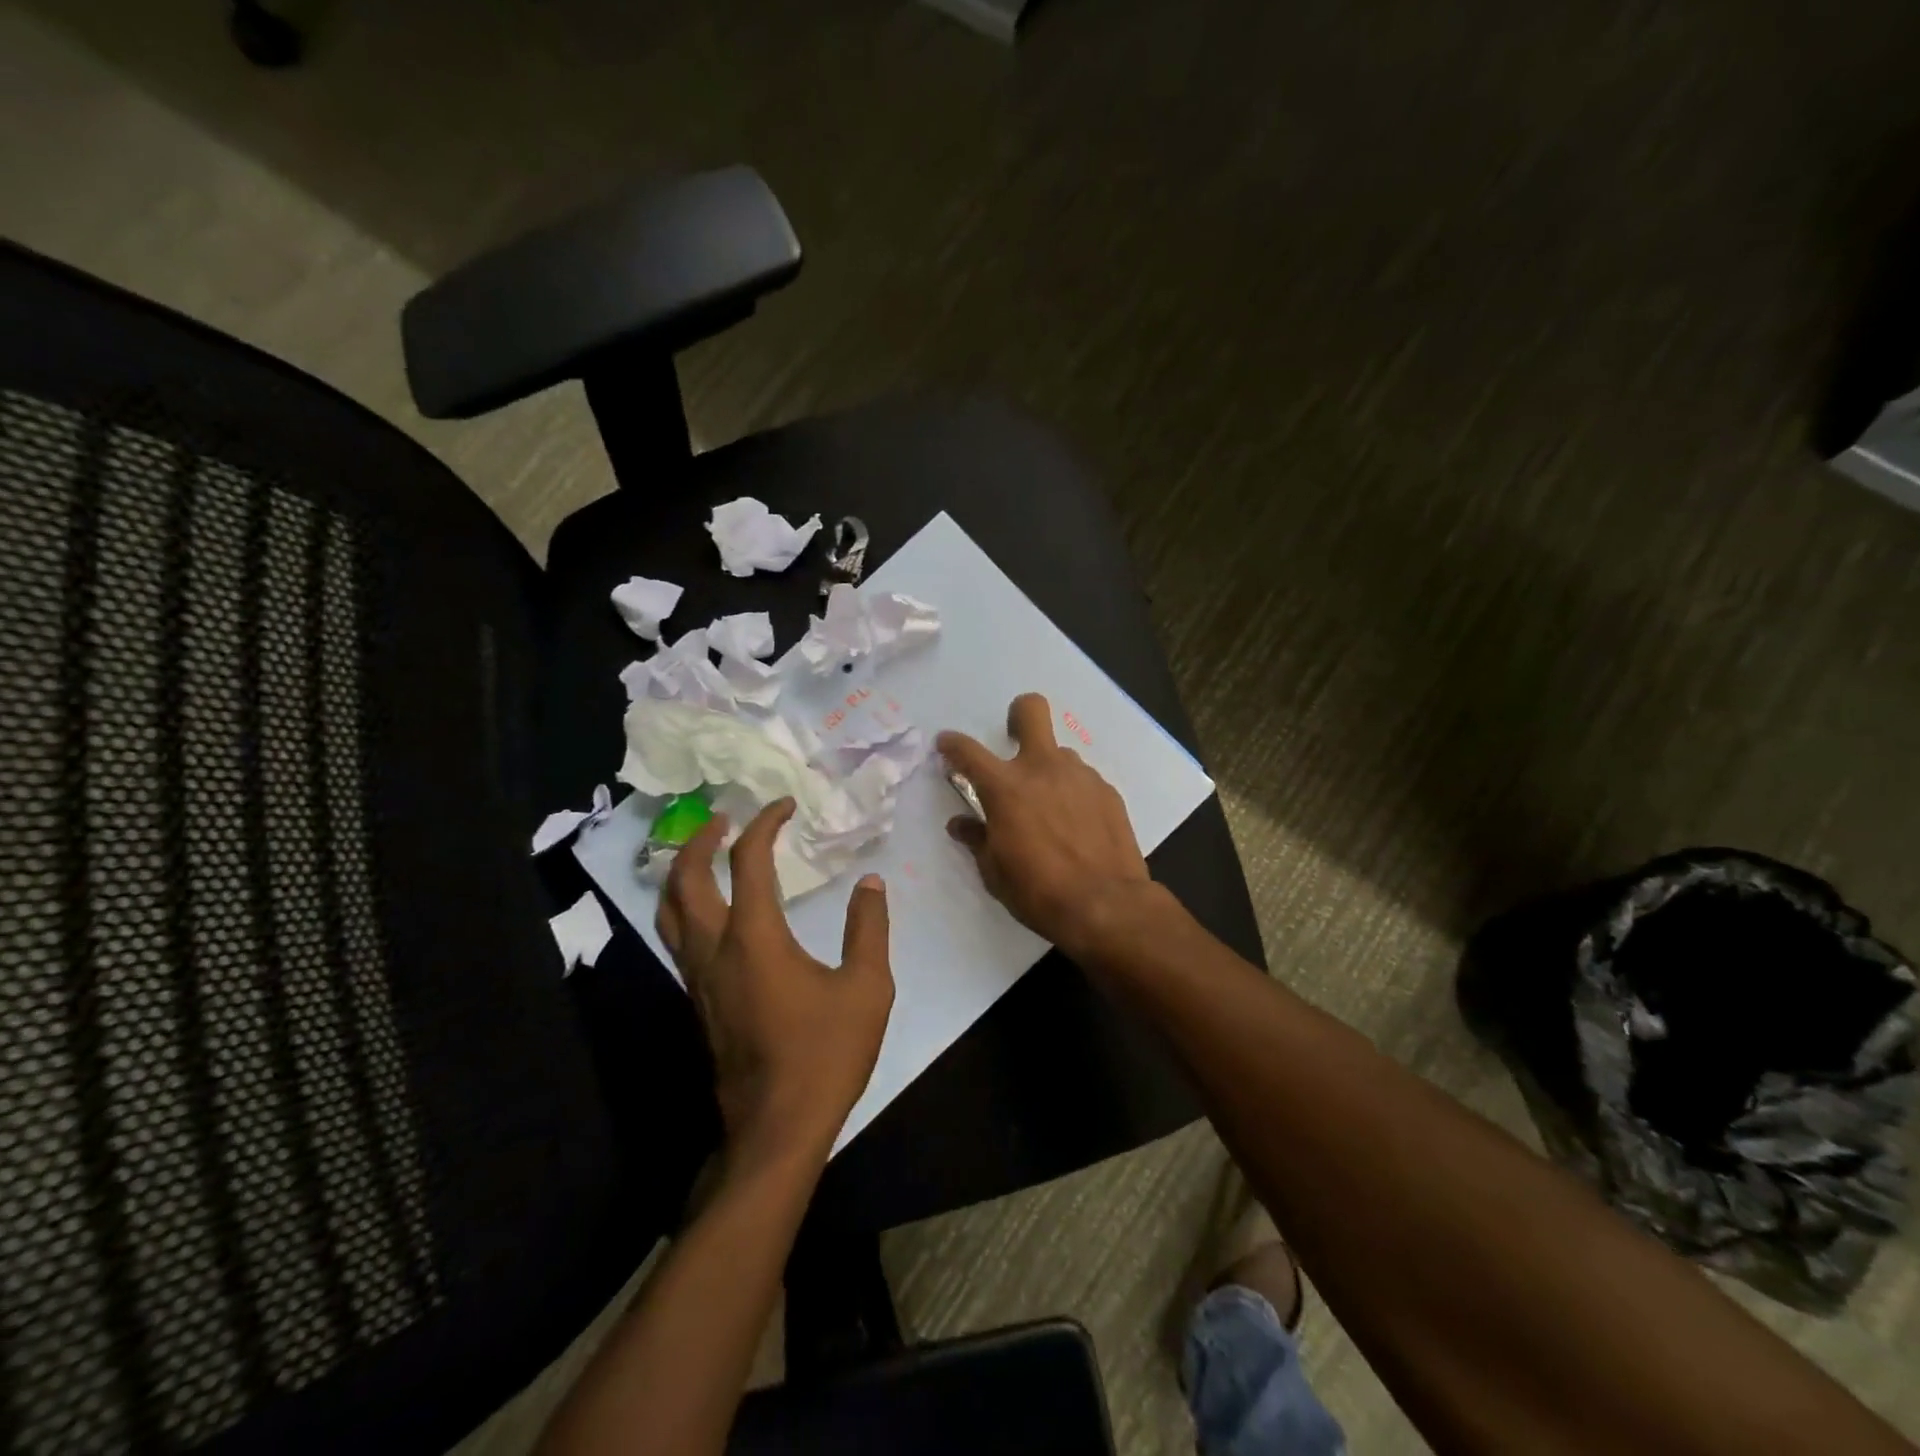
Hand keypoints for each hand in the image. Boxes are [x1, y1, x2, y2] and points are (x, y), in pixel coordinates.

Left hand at [657, 799, 894, 1168]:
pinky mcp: (695, 1000)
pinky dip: (685, 905)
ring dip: (683, 871)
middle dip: (702, 838)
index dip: (765, 824)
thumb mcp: (866, 987)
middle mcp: (714, 948)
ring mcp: (697, 977)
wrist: (776, 1127)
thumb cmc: (825, 1054)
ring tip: (706, 853)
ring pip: (669, 909)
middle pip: (687, 877)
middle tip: (725, 818)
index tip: (785, 805)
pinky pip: (676, 936)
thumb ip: (869, 928)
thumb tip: (870, 883)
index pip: (749, 860)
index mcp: (755, 937)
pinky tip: (710, 910)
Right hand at [937, 693, 1155, 958]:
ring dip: (1048, 771)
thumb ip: (977, 839)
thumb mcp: (995, 872)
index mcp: (1006, 788)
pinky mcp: (1108, 791)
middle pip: (1031, 710)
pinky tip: (1078, 826)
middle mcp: (1043, 768)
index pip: (968, 751)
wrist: (1107, 906)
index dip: (952, 744)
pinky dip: (1073, 794)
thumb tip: (961, 824)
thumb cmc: (1039, 892)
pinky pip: (1082, 780)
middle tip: (1014, 739)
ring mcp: (1080, 776)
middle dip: (1018, 714)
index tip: (946, 744)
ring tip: (1052, 810)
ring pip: (1059, 753)